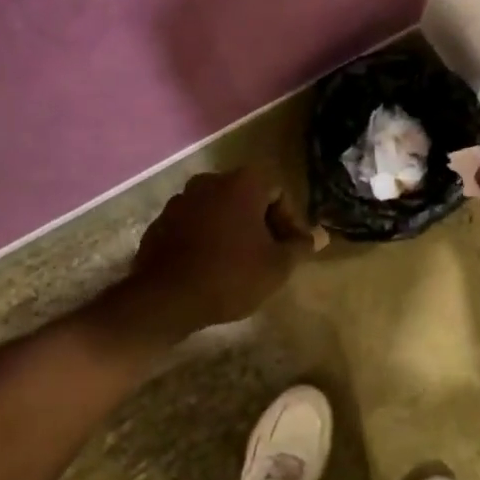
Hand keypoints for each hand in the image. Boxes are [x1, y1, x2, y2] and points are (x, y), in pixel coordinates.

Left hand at [119, 168, 314, 338]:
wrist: (166, 299)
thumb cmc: (231, 275)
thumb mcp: (277, 266)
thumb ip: (300, 246)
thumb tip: (319, 236)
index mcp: (242, 183)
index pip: (278, 192)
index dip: (289, 220)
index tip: (289, 249)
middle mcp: (210, 181)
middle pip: (247, 197)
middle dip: (260, 223)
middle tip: (268, 255)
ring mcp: (181, 200)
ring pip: (218, 209)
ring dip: (232, 229)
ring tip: (238, 262)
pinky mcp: (160, 222)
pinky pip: (193, 224)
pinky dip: (205, 238)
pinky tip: (209, 266)